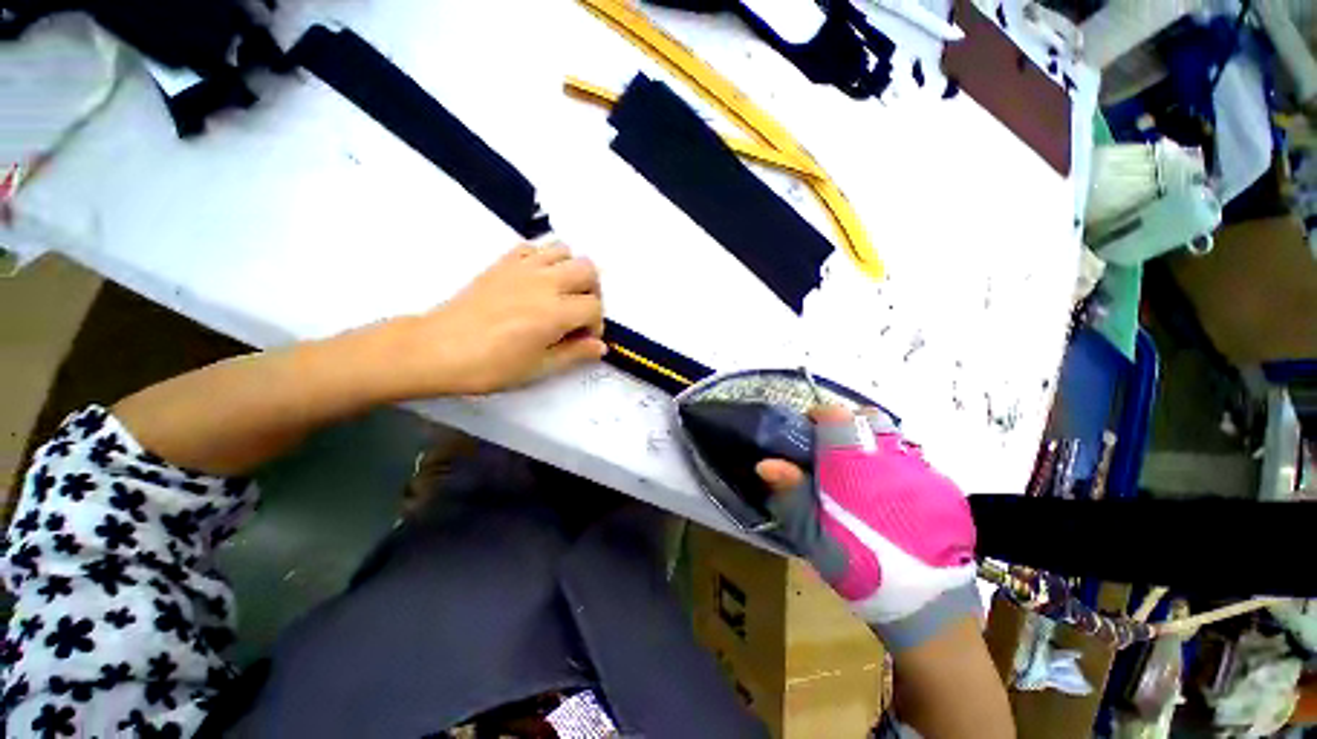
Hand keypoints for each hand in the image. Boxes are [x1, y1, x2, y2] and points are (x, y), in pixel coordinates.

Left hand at [387, 243, 606, 396]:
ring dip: (572, 271)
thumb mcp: (539, 367)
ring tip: (562, 293)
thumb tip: (601, 346)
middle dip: (592, 292)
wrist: (437, 348)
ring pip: (565, 251)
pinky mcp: (503, 262)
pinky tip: (538, 280)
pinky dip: (545, 259)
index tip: (583, 340)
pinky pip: (534, 247)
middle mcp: (545, 282)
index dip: (596, 325)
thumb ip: (575, 353)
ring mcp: (523, 267)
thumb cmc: (490, 365)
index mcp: (555, 311)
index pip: (594, 307)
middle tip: (580, 313)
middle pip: (588, 270)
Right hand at [755, 406, 979, 651]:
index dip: (819, 416)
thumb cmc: (860, 570)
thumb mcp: (814, 536)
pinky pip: (915, 459)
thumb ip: (792, 495)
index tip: (809, 431)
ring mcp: (924, 471)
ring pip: (894, 436)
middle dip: (849, 426)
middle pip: (869, 418)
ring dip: (873, 443)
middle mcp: (892, 460)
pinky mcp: (946, 487)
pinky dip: (897, 463)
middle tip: (835, 451)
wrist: (926, 608)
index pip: (837, 416)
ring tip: (862, 471)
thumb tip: (766, 463)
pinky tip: (891, 493)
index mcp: (855, 467)